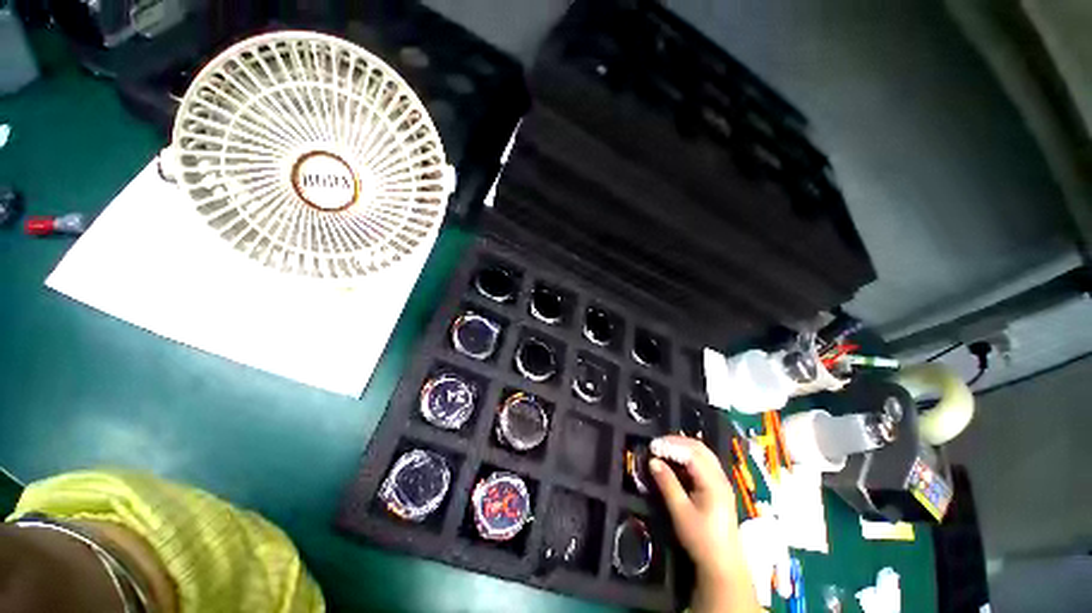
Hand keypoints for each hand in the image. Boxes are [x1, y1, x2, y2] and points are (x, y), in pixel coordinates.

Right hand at [649, 435, 759, 612]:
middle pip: (699, 448)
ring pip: (702, 453)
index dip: (671, 446)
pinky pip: (703, 462)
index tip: (651, 446)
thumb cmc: (701, 540)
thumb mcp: (681, 513)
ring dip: (682, 447)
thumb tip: (652, 461)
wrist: (723, 565)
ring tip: (663, 449)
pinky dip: (687, 456)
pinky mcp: (718, 487)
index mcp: (713, 482)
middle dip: (676, 442)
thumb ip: (667, 484)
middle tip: (656, 444)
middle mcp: (720, 477)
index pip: (691, 453)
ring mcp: (721, 481)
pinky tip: (675, 461)